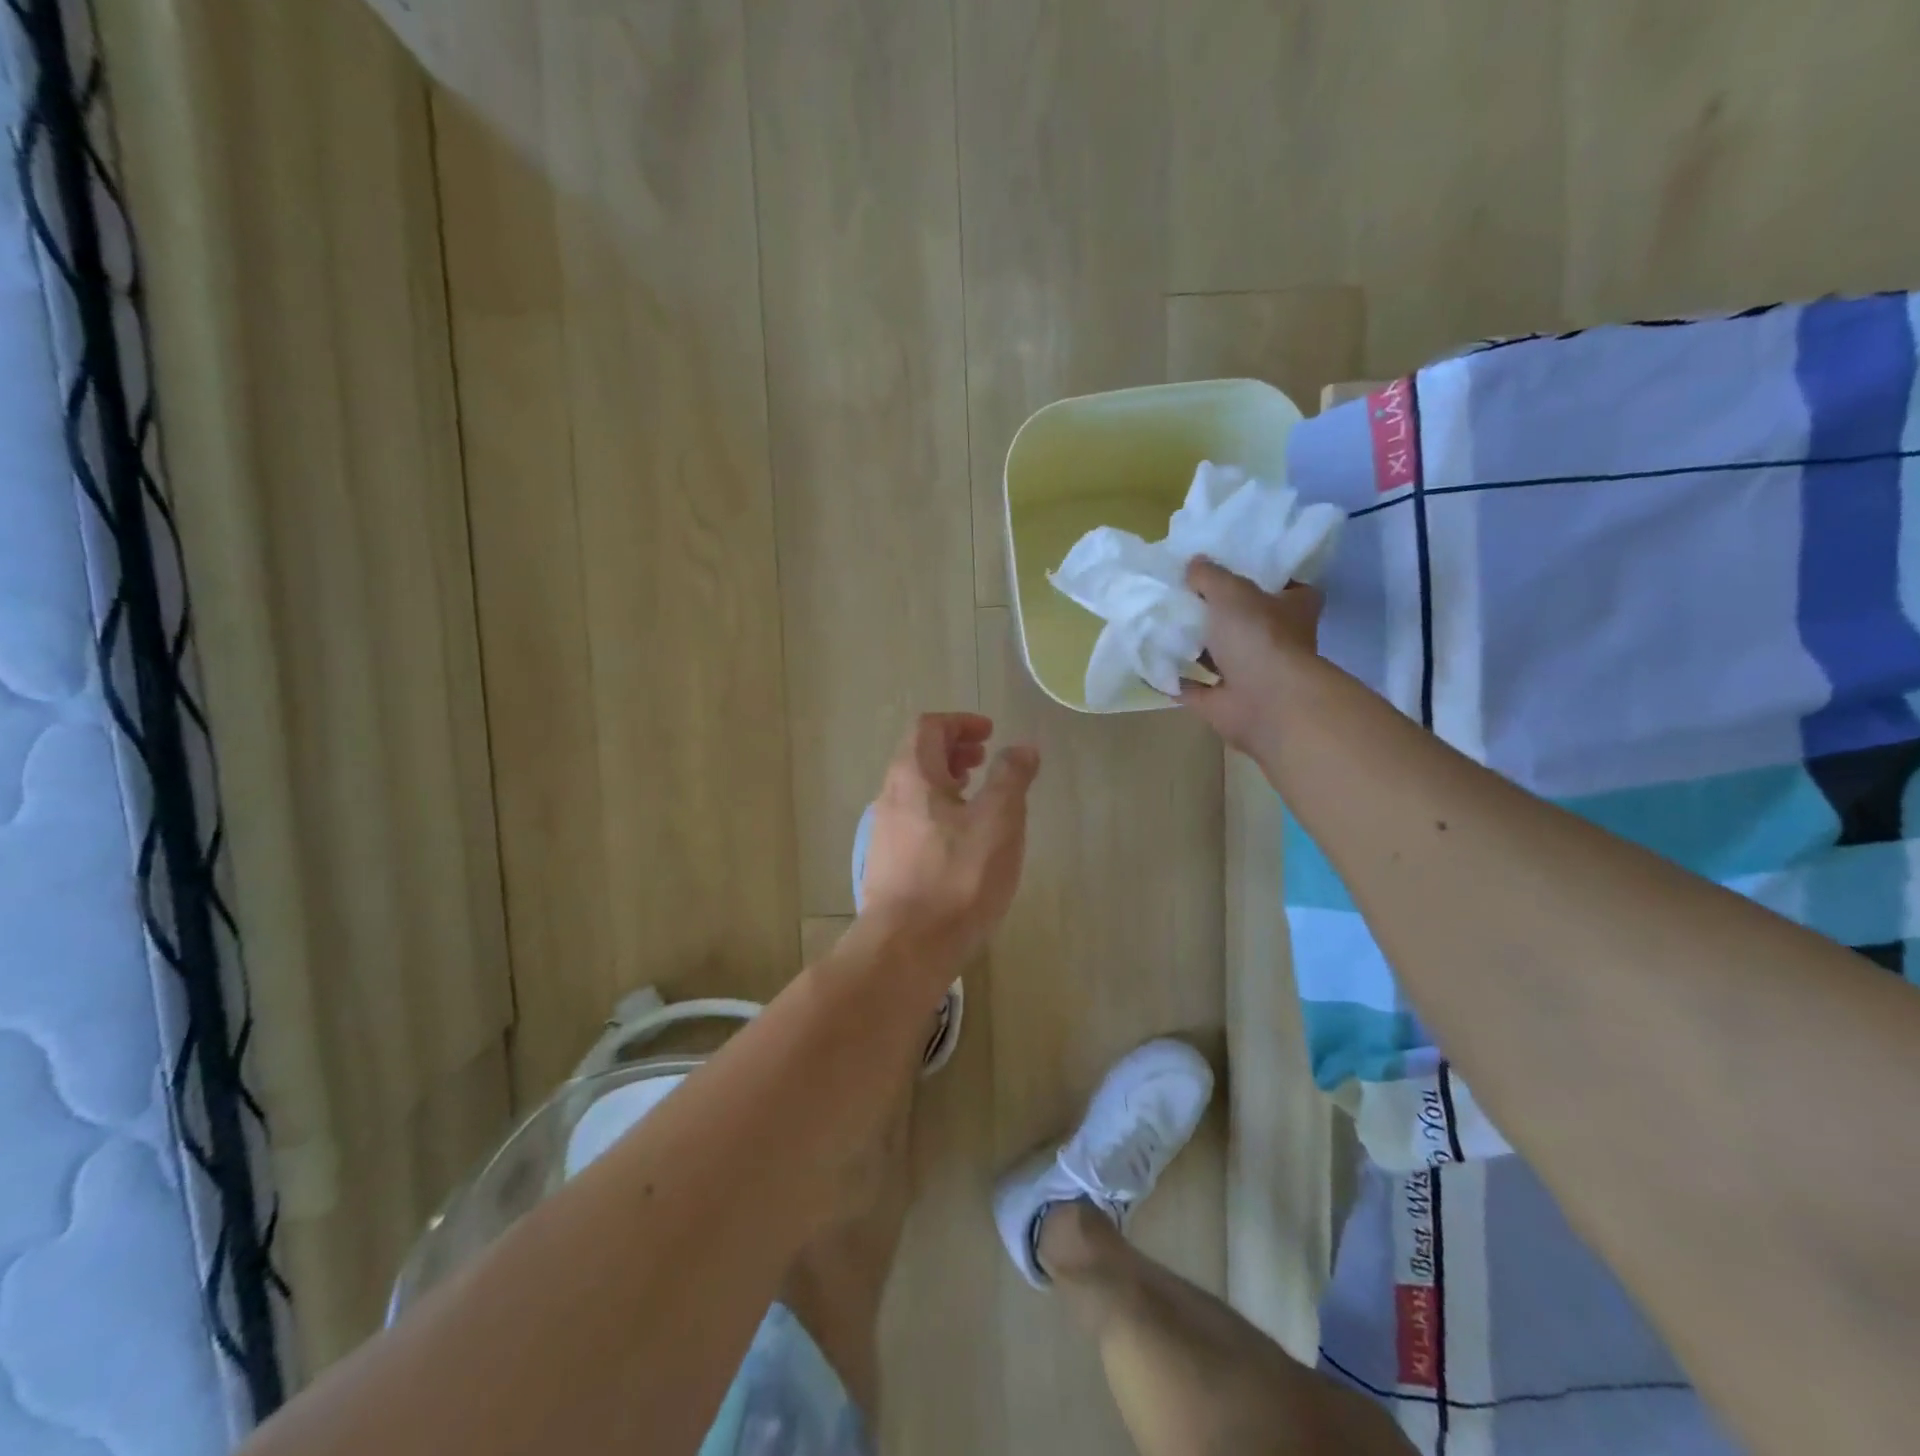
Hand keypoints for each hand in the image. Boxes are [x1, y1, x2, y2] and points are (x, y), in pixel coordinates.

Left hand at [859, 713, 1039, 967]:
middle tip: (985, 759)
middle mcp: (890, 797)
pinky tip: (962, 840)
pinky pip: (914, 819)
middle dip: (954, 750)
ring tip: (978, 797)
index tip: (990, 733)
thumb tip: (1022, 747)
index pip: (929, 727)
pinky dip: (939, 811)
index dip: (960, 722)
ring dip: (947, 781)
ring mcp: (884, 832)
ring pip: (915, 790)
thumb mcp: (998, 820)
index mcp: (912, 776)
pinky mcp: (887, 863)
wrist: (908, 946)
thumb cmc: (958, 876)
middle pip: (918, 756)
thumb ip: (1011, 777)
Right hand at [1178, 558, 1325, 757]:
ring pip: (1218, 655)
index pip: (1286, 587)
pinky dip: (1173, 679)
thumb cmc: (1259, 637)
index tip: (1233, 567)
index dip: (1263, 577)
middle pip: (1246, 621)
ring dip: (1194, 645)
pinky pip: (1192, 687)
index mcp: (1293, 610)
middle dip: (1219, 611)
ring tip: (1158, 623)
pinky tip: (1148, 662)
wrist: (1265, 703)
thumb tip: (1194, 562)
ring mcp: (1249, 674)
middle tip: (1183, 591)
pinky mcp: (1223, 702)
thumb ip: (1210, 576)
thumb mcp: (1232, 592)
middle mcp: (1275, 642)